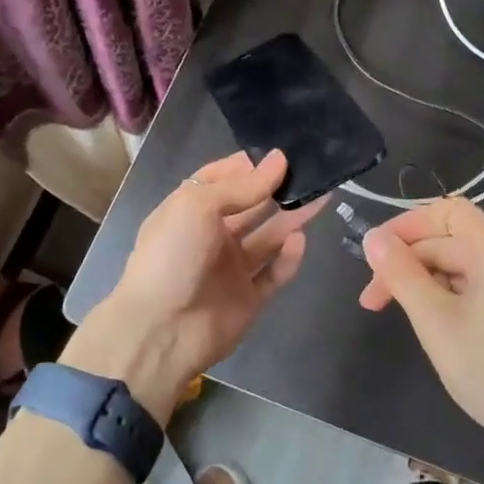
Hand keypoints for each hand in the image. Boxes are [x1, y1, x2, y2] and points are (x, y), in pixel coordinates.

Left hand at [67, 150, 326, 422]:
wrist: (160, 331)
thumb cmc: (172, 256)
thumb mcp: (198, 206)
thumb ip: (242, 185)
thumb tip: (280, 158)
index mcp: (191, 209)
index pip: (224, 178)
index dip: (251, 165)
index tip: (284, 152)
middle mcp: (212, 235)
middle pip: (252, 206)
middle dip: (279, 188)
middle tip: (315, 170)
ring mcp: (231, 268)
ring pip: (269, 236)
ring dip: (292, 217)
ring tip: (322, 196)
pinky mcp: (249, 297)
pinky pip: (275, 273)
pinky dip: (289, 257)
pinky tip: (300, 240)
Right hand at [358, 196, 483, 462]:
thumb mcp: (435, 321)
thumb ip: (402, 275)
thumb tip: (373, 238)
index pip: (448, 211)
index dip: (408, 225)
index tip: (377, 254)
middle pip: (450, 240)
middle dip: (407, 261)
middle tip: (372, 299)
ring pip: (459, 265)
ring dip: (422, 280)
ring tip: (394, 312)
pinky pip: (473, 286)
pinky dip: (444, 295)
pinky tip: (428, 321)